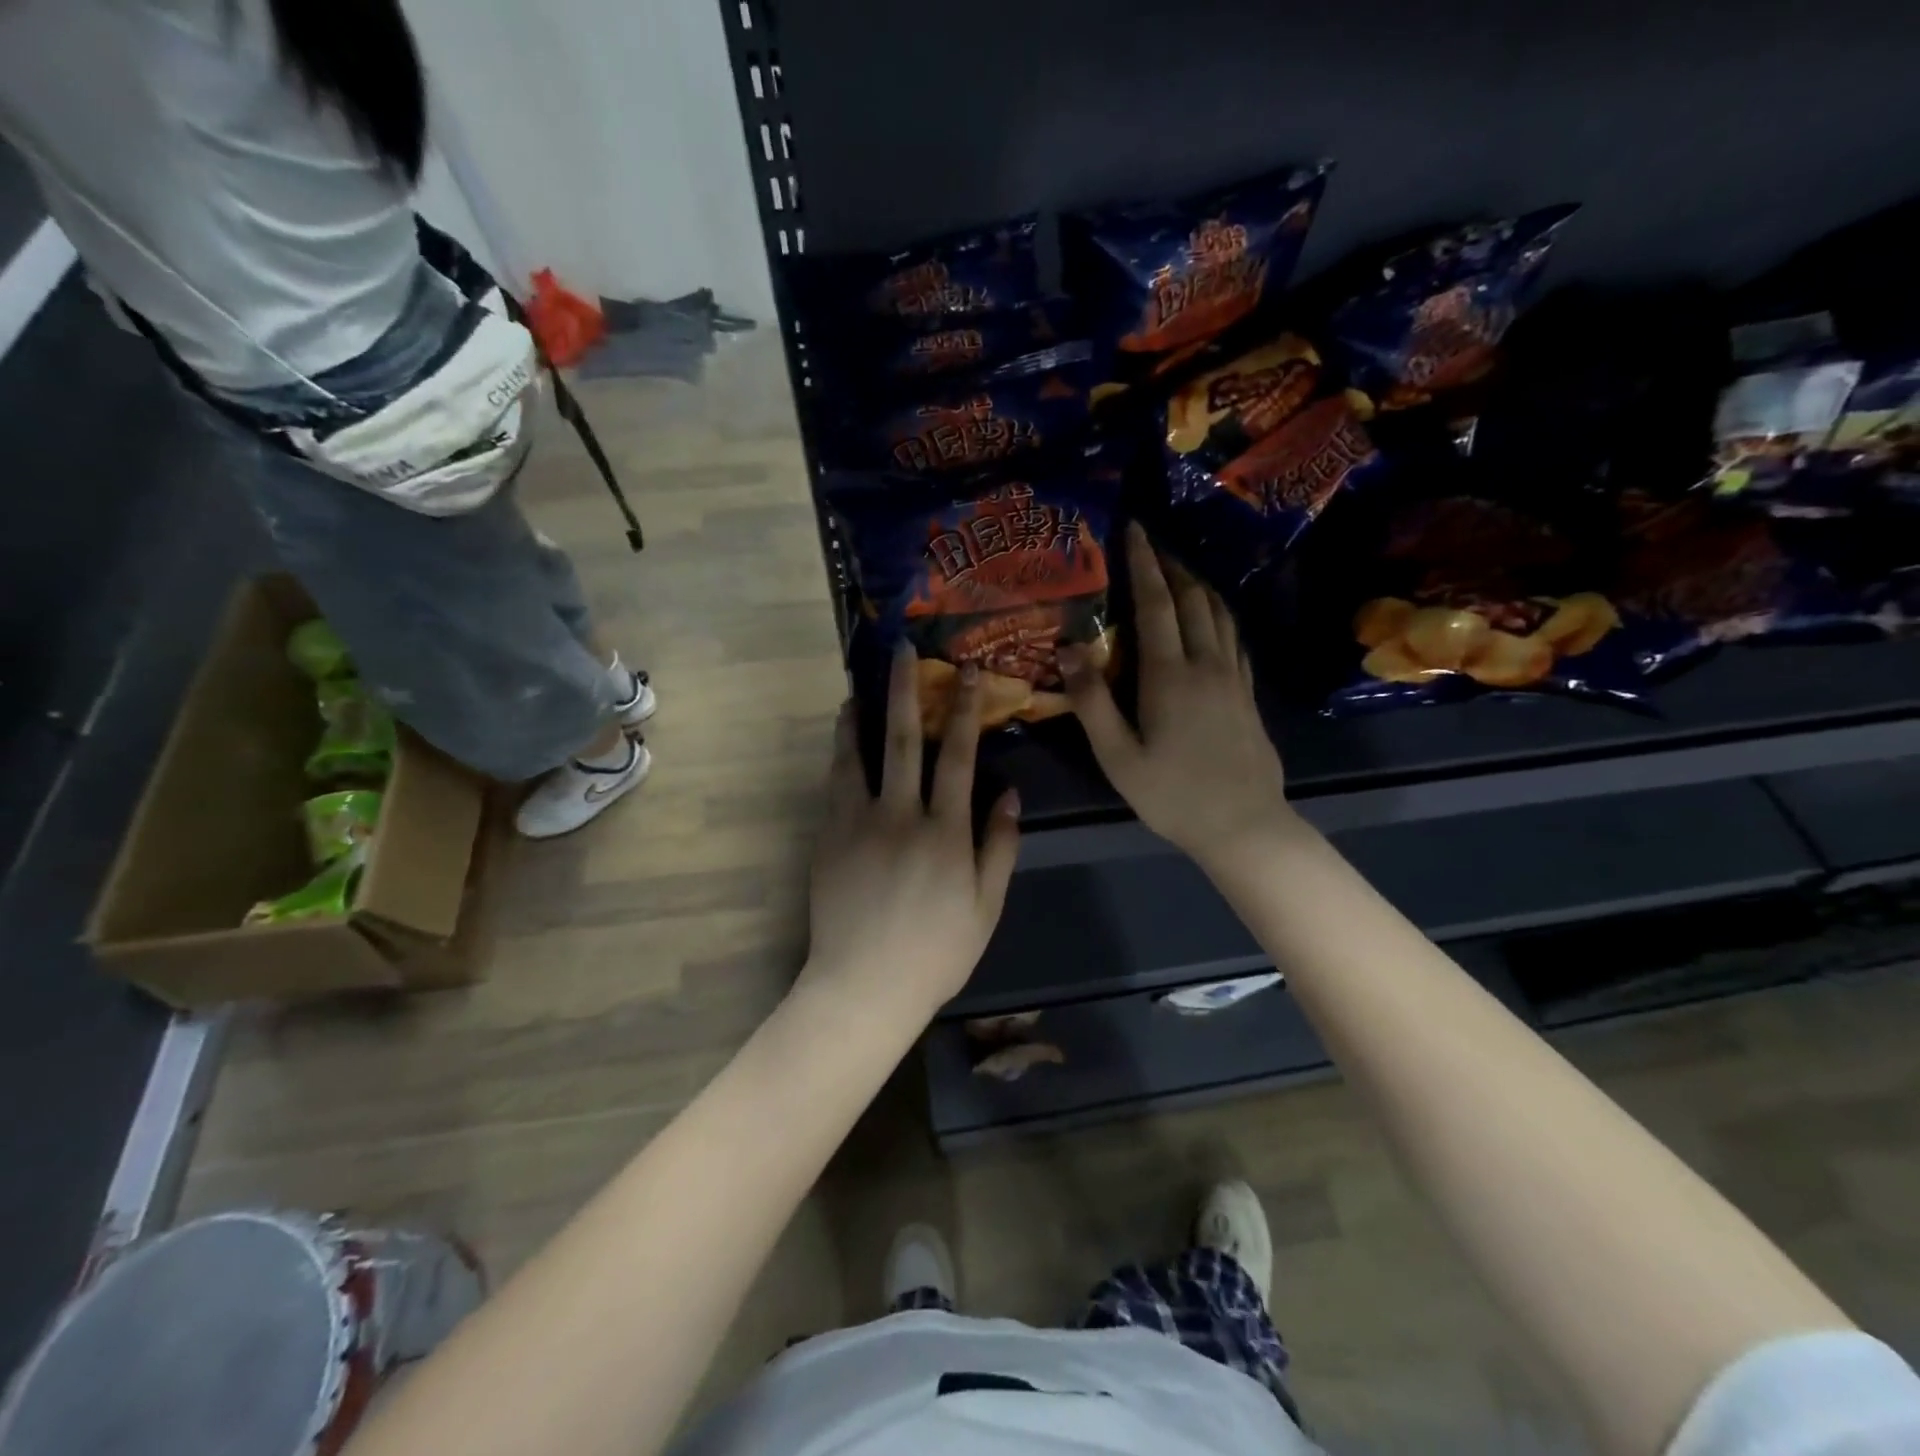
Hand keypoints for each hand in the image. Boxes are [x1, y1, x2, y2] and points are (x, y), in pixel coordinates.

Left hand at [800, 646, 1020, 1026]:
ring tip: (859, 687)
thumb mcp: (986, 906)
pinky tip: (842, 738)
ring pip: (860, 755)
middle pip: (906, 740)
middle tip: (902, 651)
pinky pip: (835, 784)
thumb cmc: (936, 952)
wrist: (864, 986)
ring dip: (862, 715)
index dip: (965, 710)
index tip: (967, 672)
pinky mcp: (829, 838)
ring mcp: (859, 824)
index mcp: (946, 832)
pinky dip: (840, 754)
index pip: (960, 757)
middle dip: (907, 691)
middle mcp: (901, 816)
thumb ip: (999, 846)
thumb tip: (1008, 793)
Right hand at [1062, 523, 1294, 865]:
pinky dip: (1219, 613)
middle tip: (1151, 543)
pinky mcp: (1247, 692)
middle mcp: (1206, 664)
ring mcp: (1233, 677)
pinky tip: (1212, 616)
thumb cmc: (1172, 794)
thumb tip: (1068, 649)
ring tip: (1178, 570)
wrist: (1243, 824)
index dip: (1144, 563)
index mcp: (1169, 675)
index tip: (1134, 529)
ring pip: (1219, 613)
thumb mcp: (1118, 756)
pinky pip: (1234, 636)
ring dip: (1198, 584)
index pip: (1156, 604)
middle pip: (1192, 599)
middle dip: (1171, 565)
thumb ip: (1092, 701)